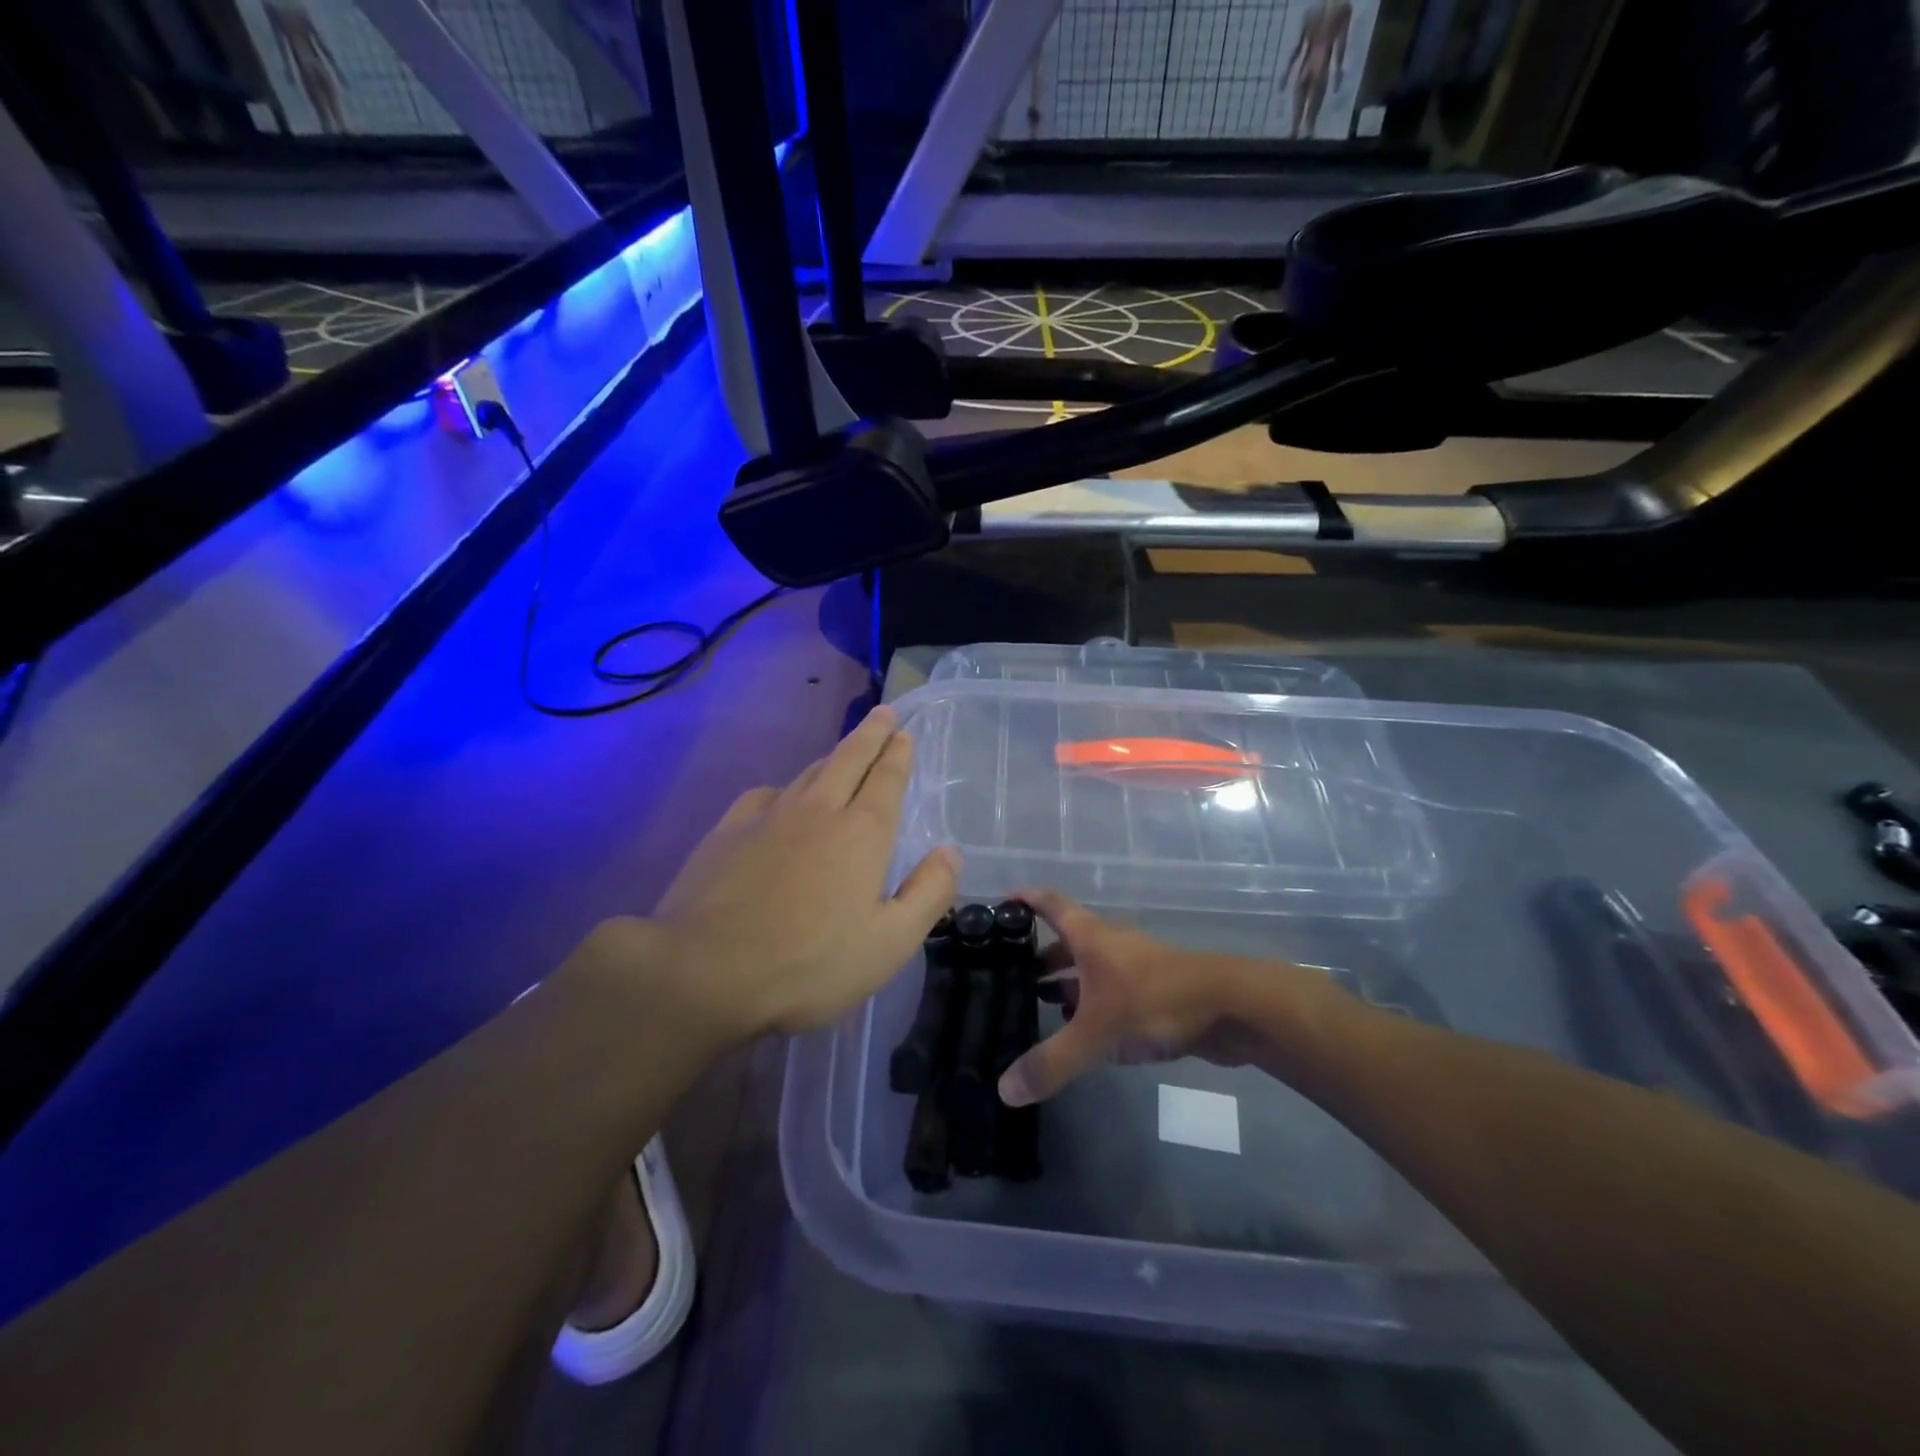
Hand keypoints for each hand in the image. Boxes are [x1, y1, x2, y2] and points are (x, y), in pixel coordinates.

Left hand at [638, 706, 957, 1041]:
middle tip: (884, 713)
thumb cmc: (809, 964)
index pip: (886, 779)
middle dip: (870, 734)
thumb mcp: (889, 944)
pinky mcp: (728, 831)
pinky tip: (780, 800)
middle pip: (849, 758)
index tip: (904, 731)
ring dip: (832, 757)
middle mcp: (818, 810)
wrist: (704, 972)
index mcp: (862, 833)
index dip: (898, 753)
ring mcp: (768, 816)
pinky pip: (766, 795)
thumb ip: (928, 894)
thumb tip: (949, 852)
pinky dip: (784, 789)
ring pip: (809, 773)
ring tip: (843, 753)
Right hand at [998, 891, 1318, 1106]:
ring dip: (1065, 981)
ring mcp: (1134, 967)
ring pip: (1090, 968)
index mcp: (1090, 936)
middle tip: (1006, 973)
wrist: (1231, 1008)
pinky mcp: (1154, 992)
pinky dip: (1090, 1003)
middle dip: (1038, 954)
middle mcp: (1109, 944)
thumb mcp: (1095, 1033)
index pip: (1049, 904)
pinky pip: (1111, 992)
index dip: (1025, 900)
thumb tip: (1003, 1090)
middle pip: (1067, 939)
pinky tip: (1081, 1030)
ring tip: (1036, 1003)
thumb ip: (1051, 1062)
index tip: (998, 904)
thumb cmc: (1154, 1002)